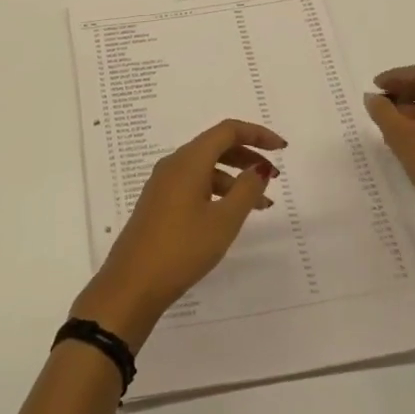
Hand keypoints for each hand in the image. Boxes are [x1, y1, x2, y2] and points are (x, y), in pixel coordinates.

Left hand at [73, 120, 286, 346]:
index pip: (227, 130)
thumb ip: (246, 190)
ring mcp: (164, 183)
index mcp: (189, 160)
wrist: (133, 283)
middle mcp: (174, 163)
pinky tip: (230, 214)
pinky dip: (217, 191)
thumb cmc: (182, 248)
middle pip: (216, 146)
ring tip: (261, 204)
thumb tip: (260, 166)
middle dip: (248, 155)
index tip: (281, 148)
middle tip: (275, 175)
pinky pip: (194, 183)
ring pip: (206, 167)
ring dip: (235, 179)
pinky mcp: (159, 202)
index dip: (257, 134)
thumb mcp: (223, 221)